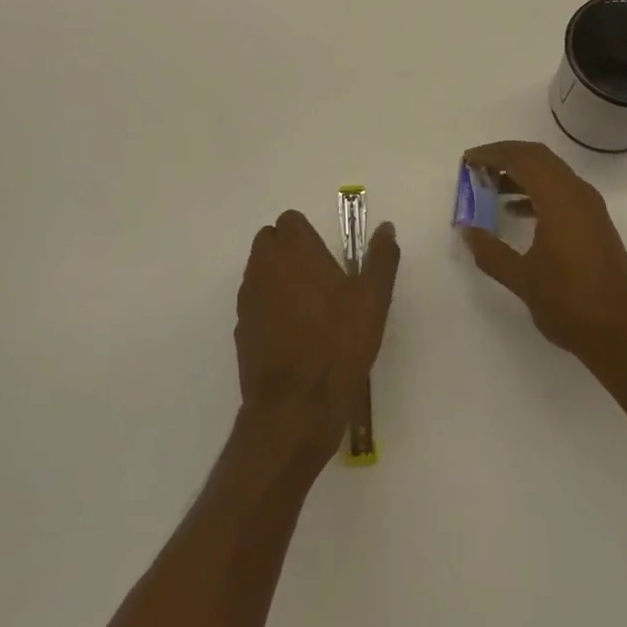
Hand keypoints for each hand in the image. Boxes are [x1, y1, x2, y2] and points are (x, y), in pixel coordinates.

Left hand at [235, 209, 399, 461]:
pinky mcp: (241, 330)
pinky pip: (254, 304)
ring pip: (258, 272)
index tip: (327, 256)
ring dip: (276, 278)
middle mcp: (264, 265)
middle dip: (288, 252)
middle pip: (269, 242)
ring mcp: (248, 298)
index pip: (290, 221)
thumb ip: (380, 258)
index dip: (307, 234)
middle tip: (318, 278)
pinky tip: (292, 335)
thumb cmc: (339, 343)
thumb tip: (386, 228)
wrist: (296, 406)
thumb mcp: (373, 299)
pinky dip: (268, 309)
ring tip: (308, 308)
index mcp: (295, 249)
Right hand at [459, 141, 626, 381]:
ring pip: (551, 173)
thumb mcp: (523, 280)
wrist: (625, 337)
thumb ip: (490, 252)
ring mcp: (590, 208)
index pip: (523, 159)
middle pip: (538, 158)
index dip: (493, 154)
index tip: (468, 160)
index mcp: (560, 200)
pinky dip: (536, 191)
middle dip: (506, 157)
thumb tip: (467, 231)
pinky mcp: (595, 224)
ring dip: (521, 173)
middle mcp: (578, 194)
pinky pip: (561, 191)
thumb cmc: (571, 305)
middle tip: (477, 168)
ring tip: (490, 187)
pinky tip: (516, 212)